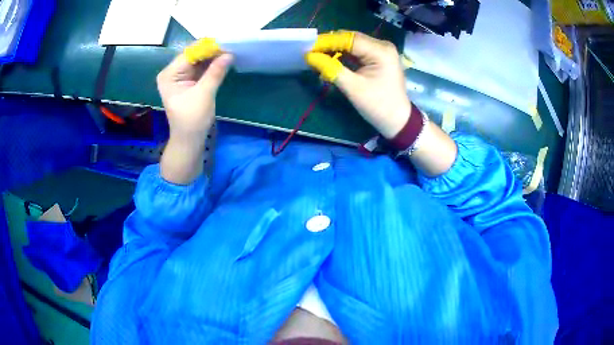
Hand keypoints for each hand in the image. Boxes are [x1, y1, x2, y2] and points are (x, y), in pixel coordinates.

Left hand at [156, 51, 232, 137]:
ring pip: (198, 61)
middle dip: (211, 51)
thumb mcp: (204, 94)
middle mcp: (172, 72)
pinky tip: (223, 60)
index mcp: (169, 75)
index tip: (226, 43)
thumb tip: (229, 54)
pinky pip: (200, 68)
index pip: (189, 54)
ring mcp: (180, 76)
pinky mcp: (188, 81)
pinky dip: (211, 65)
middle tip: (231, 46)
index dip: (207, 47)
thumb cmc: (192, 119)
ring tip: (230, 51)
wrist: (189, 139)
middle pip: (193, 55)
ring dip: (213, 57)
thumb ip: (215, 72)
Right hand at [306, 31, 410, 138]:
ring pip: (352, 44)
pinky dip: (344, 55)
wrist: (398, 121)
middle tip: (310, 53)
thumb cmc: (378, 106)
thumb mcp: (353, 88)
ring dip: (335, 50)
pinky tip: (331, 61)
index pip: (349, 39)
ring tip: (317, 57)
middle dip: (330, 45)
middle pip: (351, 39)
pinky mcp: (378, 57)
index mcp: (381, 51)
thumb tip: (309, 57)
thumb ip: (331, 69)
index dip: (327, 42)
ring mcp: (381, 51)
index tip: (307, 47)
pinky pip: (357, 51)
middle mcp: (382, 45)